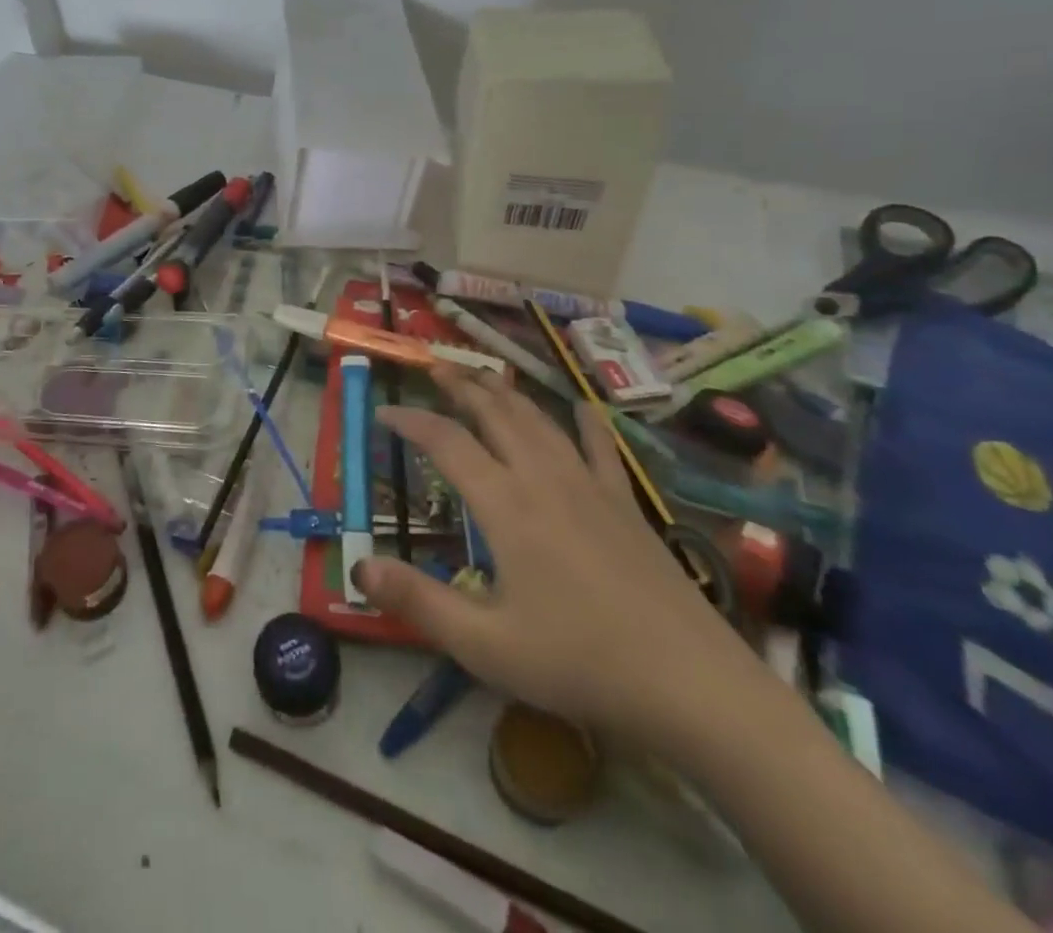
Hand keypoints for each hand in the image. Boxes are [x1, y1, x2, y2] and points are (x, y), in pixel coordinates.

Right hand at [355, 368, 750, 748]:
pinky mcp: (626, 505)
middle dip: (461, 386)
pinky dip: (586, 423)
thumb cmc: (580, 664)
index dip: (410, 421)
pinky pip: (602, 449)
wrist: (693, 686)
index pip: (446, 443)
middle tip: (434, 366)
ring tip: (485, 375)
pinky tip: (582, 407)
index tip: (383, 412)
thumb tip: (359, 566)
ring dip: (507, 393)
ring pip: (540, 421)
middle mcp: (544, 479)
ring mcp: (590, 487)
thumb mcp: (486, 645)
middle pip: (495, 414)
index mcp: (506, 505)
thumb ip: (418, 602)